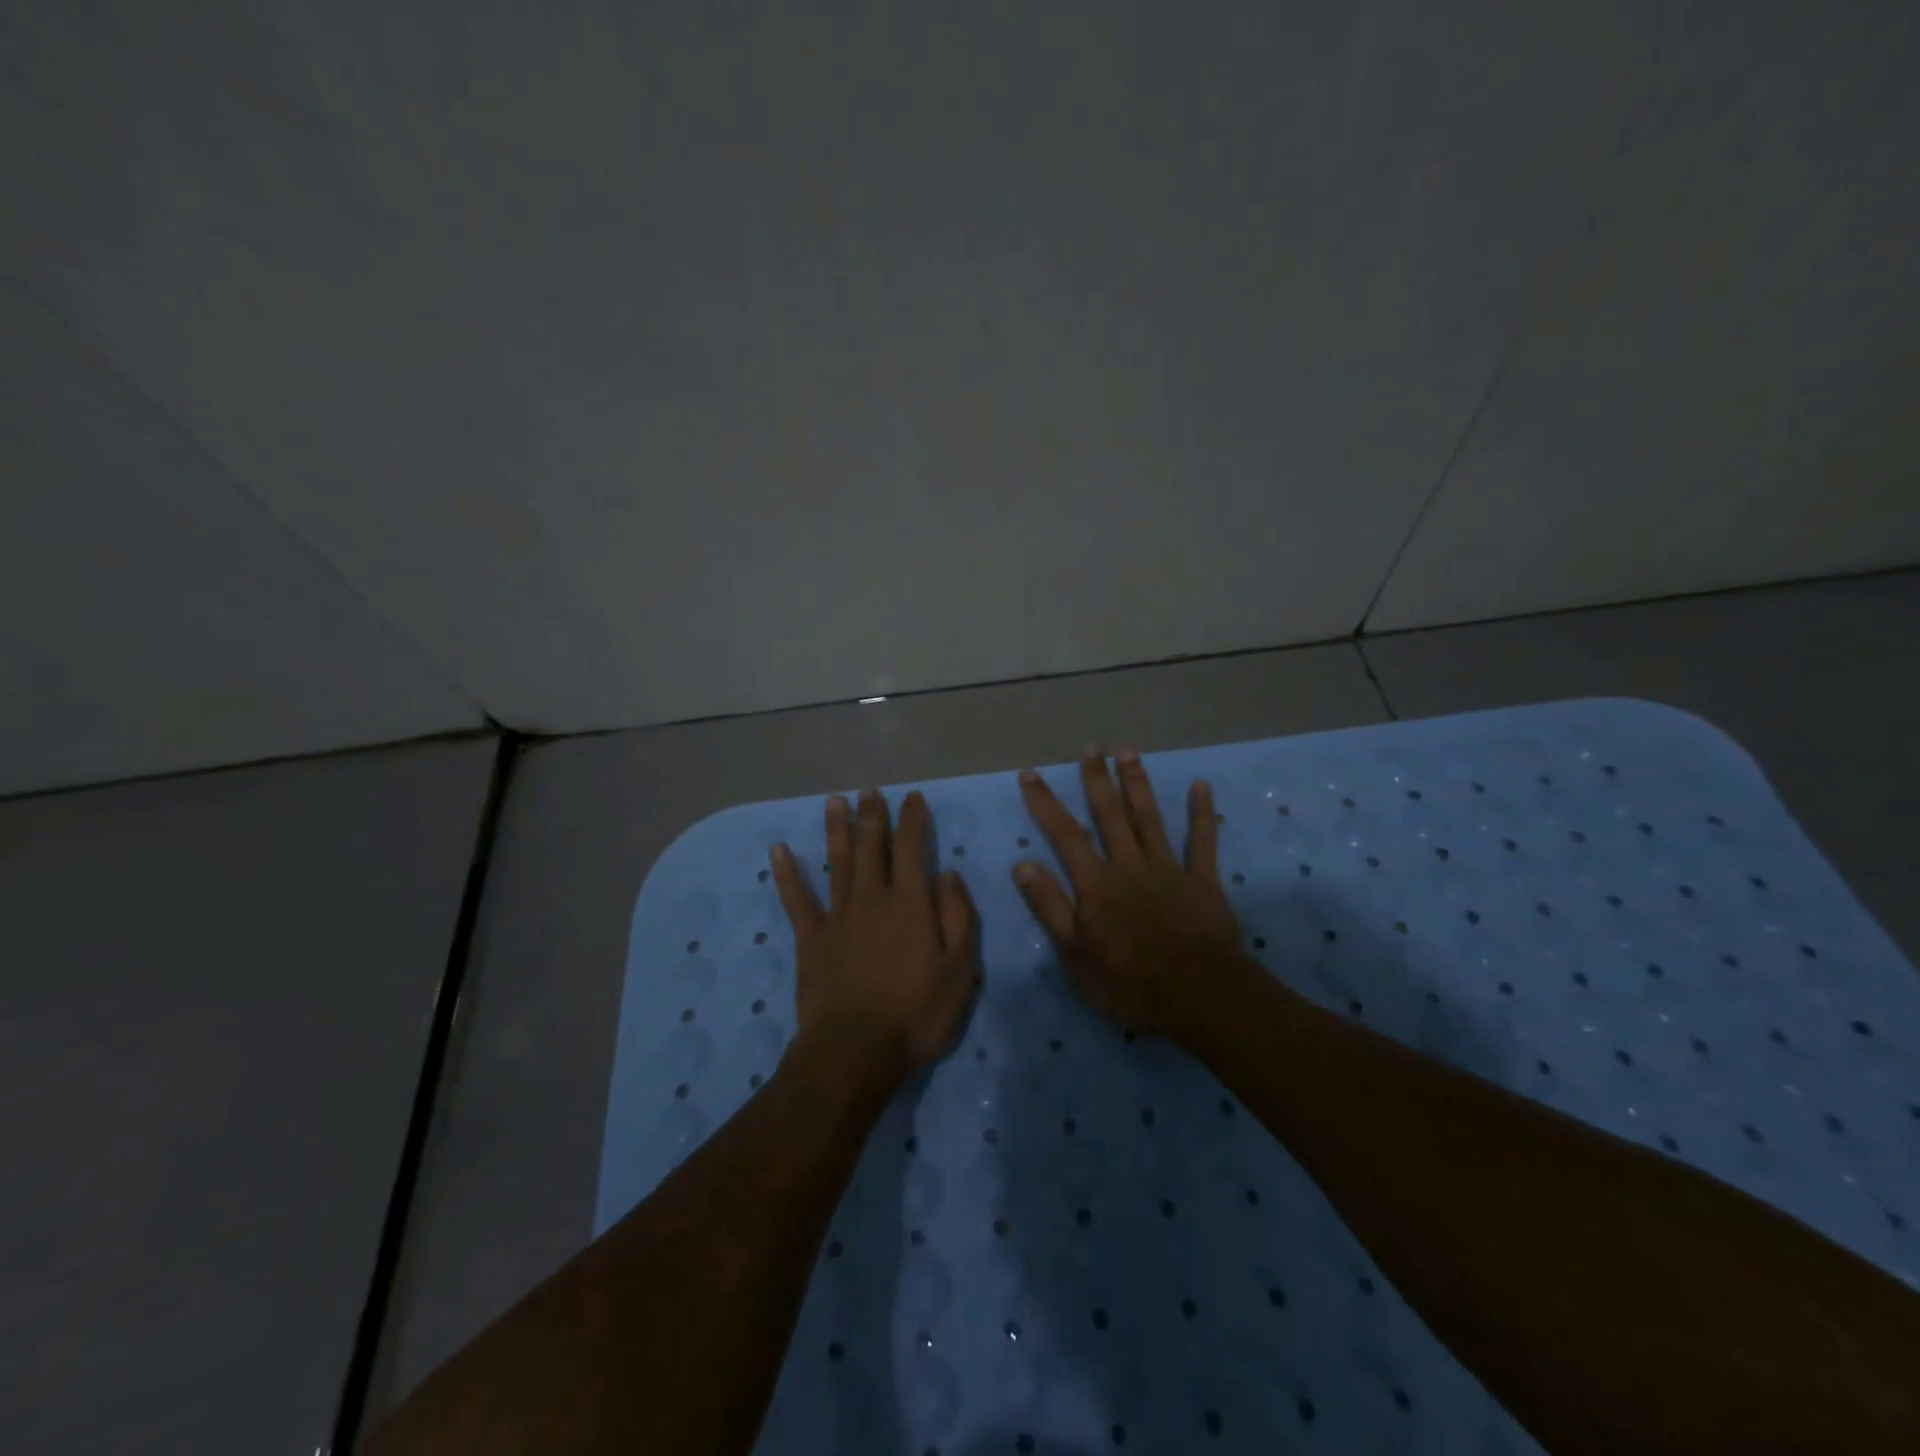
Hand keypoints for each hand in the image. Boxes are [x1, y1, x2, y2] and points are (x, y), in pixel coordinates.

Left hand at [771, 789, 981, 1093]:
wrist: (855, 1051)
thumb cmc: (916, 1013)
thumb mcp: (959, 970)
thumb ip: (958, 916)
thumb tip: (949, 874)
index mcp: (909, 903)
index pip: (911, 848)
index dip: (913, 819)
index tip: (914, 798)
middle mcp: (871, 898)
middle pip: (870, 847)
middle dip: (872, 816)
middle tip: (870, 790)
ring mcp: (837, 916)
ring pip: (837, 862)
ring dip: (836, 830)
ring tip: (834, 801)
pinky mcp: (811, 939)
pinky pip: (797, 899)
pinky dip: (788, 874)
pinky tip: (779, 850)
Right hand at [1012, 747, 1245, 1037]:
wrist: (1196, 993)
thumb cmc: (1128, 980)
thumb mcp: (1074, 952)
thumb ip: (1049, 905)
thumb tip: (1022, 864)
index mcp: (1096, 882)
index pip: (1064, 834)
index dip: (1045, 803)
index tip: (1031, 774)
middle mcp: (1128, 864)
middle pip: (1109, 815)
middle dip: (1097, 779)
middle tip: (1091, 747)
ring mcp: (1168, 868)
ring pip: (1148, 817)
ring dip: (1137, 783)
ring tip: (1128, 751)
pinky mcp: (1202, 880)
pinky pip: (1202, 840)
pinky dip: (1201, 812)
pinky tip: (1200, 785)